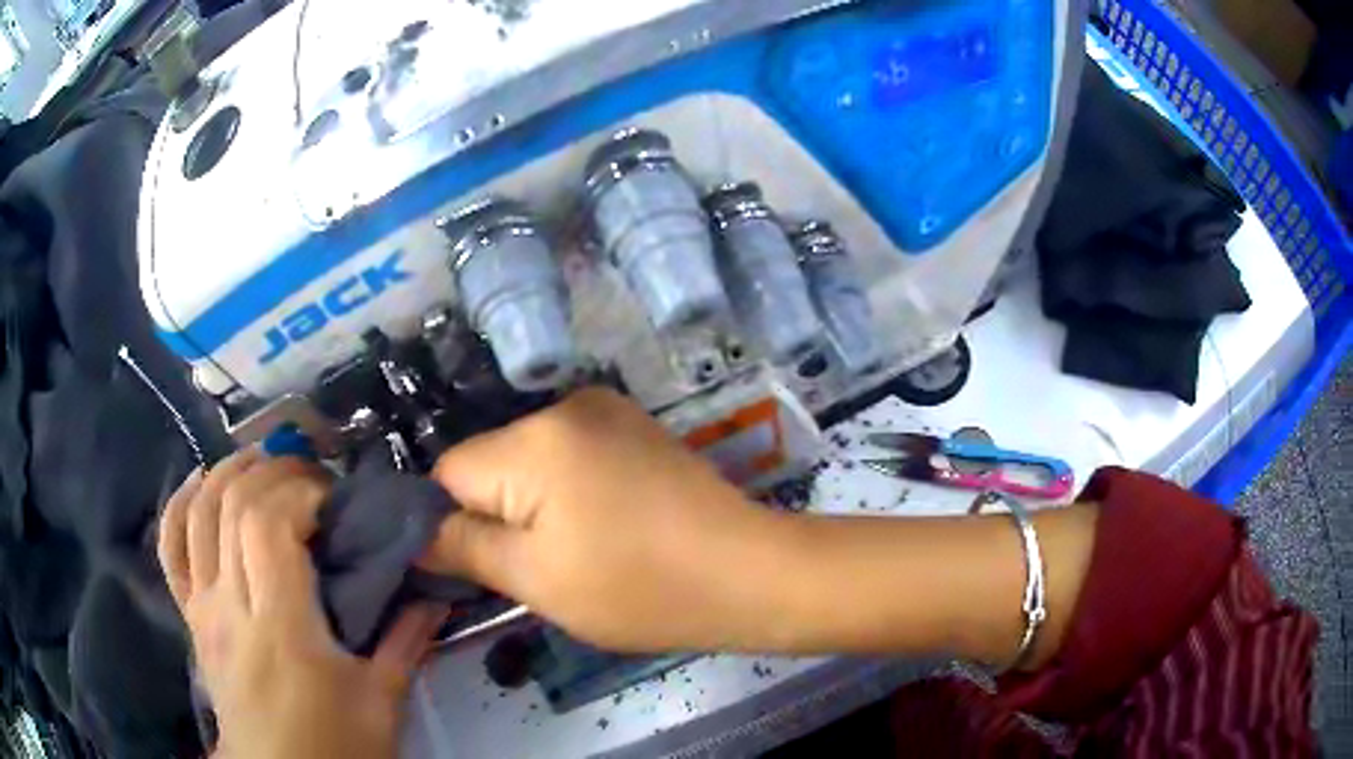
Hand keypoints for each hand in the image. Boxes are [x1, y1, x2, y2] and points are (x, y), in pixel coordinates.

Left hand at [157, 451, 446, 758]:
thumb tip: (437, 593)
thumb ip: (406, 642)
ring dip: (229, 472)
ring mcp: (202, 605)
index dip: (300, 491)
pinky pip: (171, 545)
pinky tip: (202, 483)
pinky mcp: (190, 614)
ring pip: (199, 511)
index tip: (334, 497)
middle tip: (311, 475)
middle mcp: (229, 603)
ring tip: (264, 462)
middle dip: (273, 472)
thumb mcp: (382, 702)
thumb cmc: (334, 745)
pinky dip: (181, 503)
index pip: (269, 523)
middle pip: (233, 504)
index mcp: (280, 626)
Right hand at [422, 387, 802, 653]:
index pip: (448, 474)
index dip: (451, 524)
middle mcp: (564, 406)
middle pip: (489, 463)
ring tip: (578, 550)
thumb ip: (463, 548)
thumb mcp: (536, 581)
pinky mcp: (633, 424)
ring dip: (532, 503)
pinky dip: (567, 489)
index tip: (478, 567)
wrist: (750, 574)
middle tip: (537, 567)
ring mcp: (606, 409)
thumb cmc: (640, 589)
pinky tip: (606, 524)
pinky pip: (568, 454)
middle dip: (495, 513)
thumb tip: (413, 533)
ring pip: (527, 460)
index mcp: (533, 441)